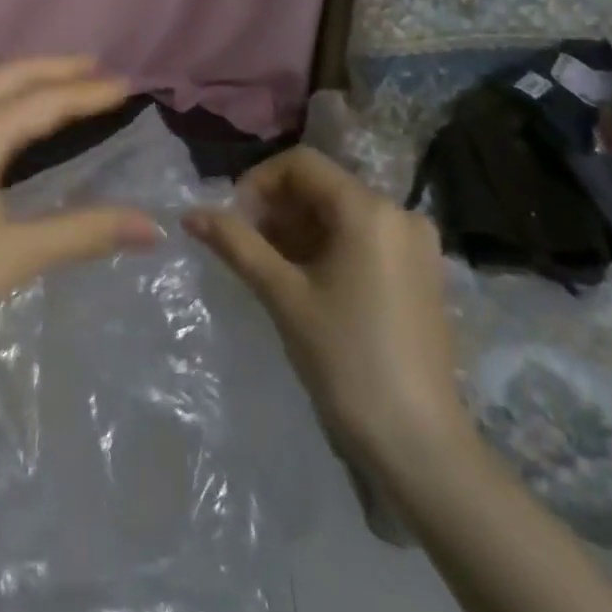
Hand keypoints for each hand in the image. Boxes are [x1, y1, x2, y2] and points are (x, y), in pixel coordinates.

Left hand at [0, 57, 160, 384]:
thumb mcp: (14, 256)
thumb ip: (84, 233)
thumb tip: (152, 226)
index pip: (46, 101)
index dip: (89, 93)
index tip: (126, 83)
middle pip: (8, 77)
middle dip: (53, 68)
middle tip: (92, 65)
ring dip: (18, 83)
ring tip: (50, 88)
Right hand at [185, 147, 470, 470]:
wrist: (419, 446)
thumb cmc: (346, 360)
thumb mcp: (282, 294)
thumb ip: (236, 243)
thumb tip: (190, 213)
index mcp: (369, 210)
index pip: (301, 165)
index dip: (258, 182)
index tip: (233, 221)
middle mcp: (400, 214)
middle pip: (322, 187)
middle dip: (276, 209)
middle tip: (245, 248)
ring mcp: (416, 246)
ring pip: (341, 214)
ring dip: (298, 229)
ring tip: (269, 269)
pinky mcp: (421, 274)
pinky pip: (364, 239)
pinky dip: (328, 247)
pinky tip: (306, 283)